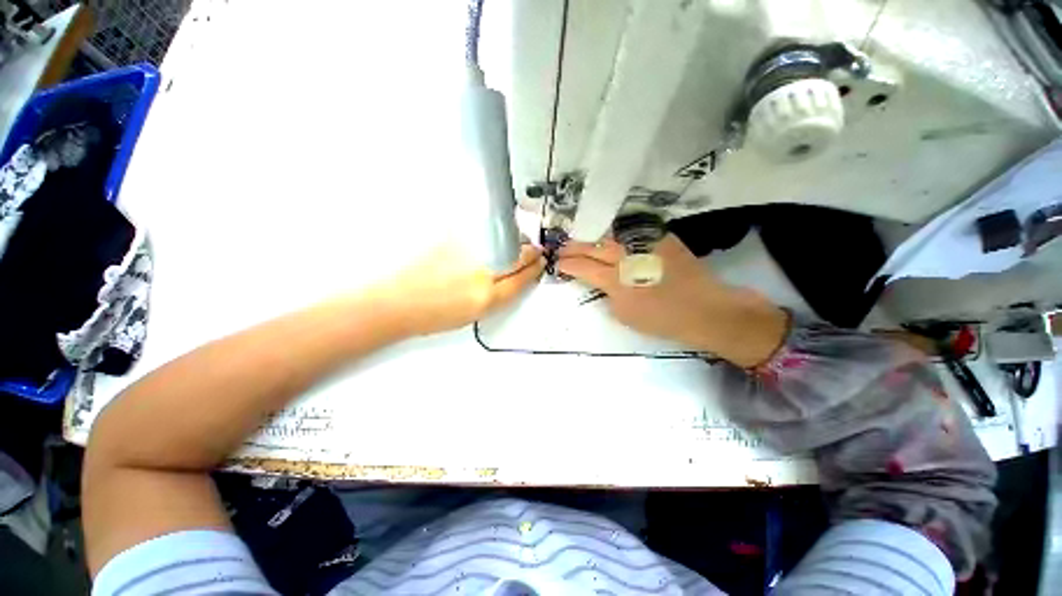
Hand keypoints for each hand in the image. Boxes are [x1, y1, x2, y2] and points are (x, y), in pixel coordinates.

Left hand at [382, 243, 544, 335]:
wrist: (396, 301)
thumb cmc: (434, 315)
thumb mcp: (473, 314)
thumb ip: (497, 294)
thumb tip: (512, 275)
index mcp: (487, 296)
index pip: (522, 278)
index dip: (535, 268)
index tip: (540, 262)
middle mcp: (482, 271)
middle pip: (518, 255)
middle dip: (530, 252)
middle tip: (533, 251)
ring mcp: (468, 251)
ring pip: (504, 240)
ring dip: (514, 241)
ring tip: (513, 244)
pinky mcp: (453, 237)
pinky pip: (482, 232)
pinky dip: (491, 235)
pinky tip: (489, 239)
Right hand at [557, 234, 786, 365]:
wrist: (704, 309)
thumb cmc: (662, 320)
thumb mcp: (624, 315)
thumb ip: (608, 295)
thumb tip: (604, 282)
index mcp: (615, 280)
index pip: (583, 267)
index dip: (568, 265)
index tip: (559, 264)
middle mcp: (626, 257)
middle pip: (592, 246)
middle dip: (573, 247)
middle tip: (563, 249)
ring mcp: (644, 244)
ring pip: (610, 235)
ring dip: (592, 238)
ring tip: (582, 241)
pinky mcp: (660, 237)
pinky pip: (633, 232)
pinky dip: (617, 235)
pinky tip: (611, 237)